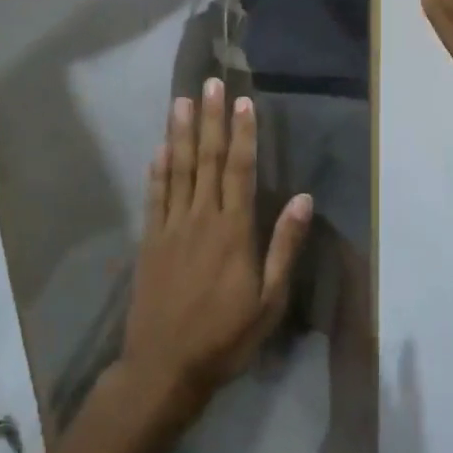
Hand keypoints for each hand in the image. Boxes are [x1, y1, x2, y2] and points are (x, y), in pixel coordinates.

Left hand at [119, 80, 312, 422]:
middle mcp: (201, 219)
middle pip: (208, 160)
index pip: (240, 170)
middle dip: (211, 120)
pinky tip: (160, 147)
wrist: (164, 368)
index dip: (243, 133)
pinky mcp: (149, 242)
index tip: (243, 101)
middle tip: (210, 84)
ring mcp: (171, 228)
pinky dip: (158, 169)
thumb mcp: (269, 300)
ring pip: (178, 170)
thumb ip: (284, 246)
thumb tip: (302, 198)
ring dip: (181, 133)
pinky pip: (154, 196)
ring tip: (182, 101)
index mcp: (233, 231)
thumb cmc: (225, 336)